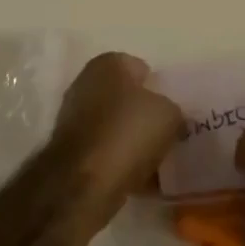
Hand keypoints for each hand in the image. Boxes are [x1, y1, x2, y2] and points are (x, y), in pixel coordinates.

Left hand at [51, 53, 184, 214]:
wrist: (84, 181)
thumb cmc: (128, 133)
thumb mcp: (169, 114)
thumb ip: (173, 109)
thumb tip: (167, 116)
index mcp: (108, 64)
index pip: (140, 68)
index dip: (159, 88)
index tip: (174, 109)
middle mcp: (86, 83)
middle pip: (126, 97)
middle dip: (144, 114)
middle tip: (168, 133)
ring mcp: (74, 116)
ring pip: (115, 125)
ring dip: (133, 140)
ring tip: (158, 160)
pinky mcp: (71, 149)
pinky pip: (105, 150)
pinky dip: (120, 161)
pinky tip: (141, 179)